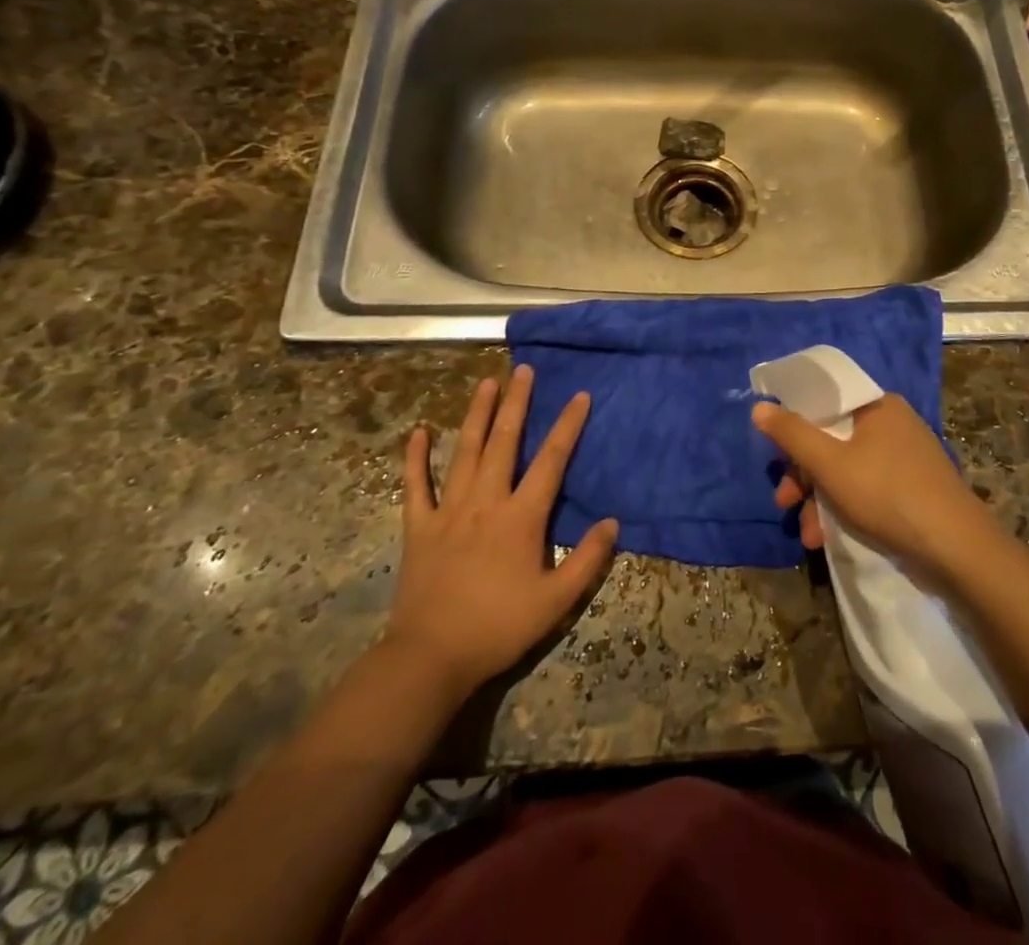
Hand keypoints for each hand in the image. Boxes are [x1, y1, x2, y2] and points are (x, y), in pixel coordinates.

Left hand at [381, 366, 617, 697]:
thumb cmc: (498, 627)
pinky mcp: (419, 527)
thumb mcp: (555, 601)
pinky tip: (420, 430)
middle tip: (523, 369)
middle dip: (516, 403)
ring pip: (465, 451)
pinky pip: (416, 485)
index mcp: (521, 517)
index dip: (568, 425)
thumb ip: (588, 560)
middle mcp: (486, 501)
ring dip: (476, 414)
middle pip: (504, 442)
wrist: (431, 657)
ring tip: (485, 382)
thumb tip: (612, 522)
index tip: (580, 395)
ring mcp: (449, 510)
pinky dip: (416, 457)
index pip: (551, 460)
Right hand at [754, 394, 997, 582]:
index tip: (777, 454)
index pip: (825, 400)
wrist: (956, 549)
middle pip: (832, 438)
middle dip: (804, 474)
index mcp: (877, 405)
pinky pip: (866, 487)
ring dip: (820, 498)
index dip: (795, 423)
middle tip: (784, 501)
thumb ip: (792, 434)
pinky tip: (828, 537)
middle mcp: (892, 423)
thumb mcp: (829, 463)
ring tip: (807, 533)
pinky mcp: (912, 488)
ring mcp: (905, 457)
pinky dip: (845, 507)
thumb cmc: (887, 494)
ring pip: (847, 467)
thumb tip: (759, 407)